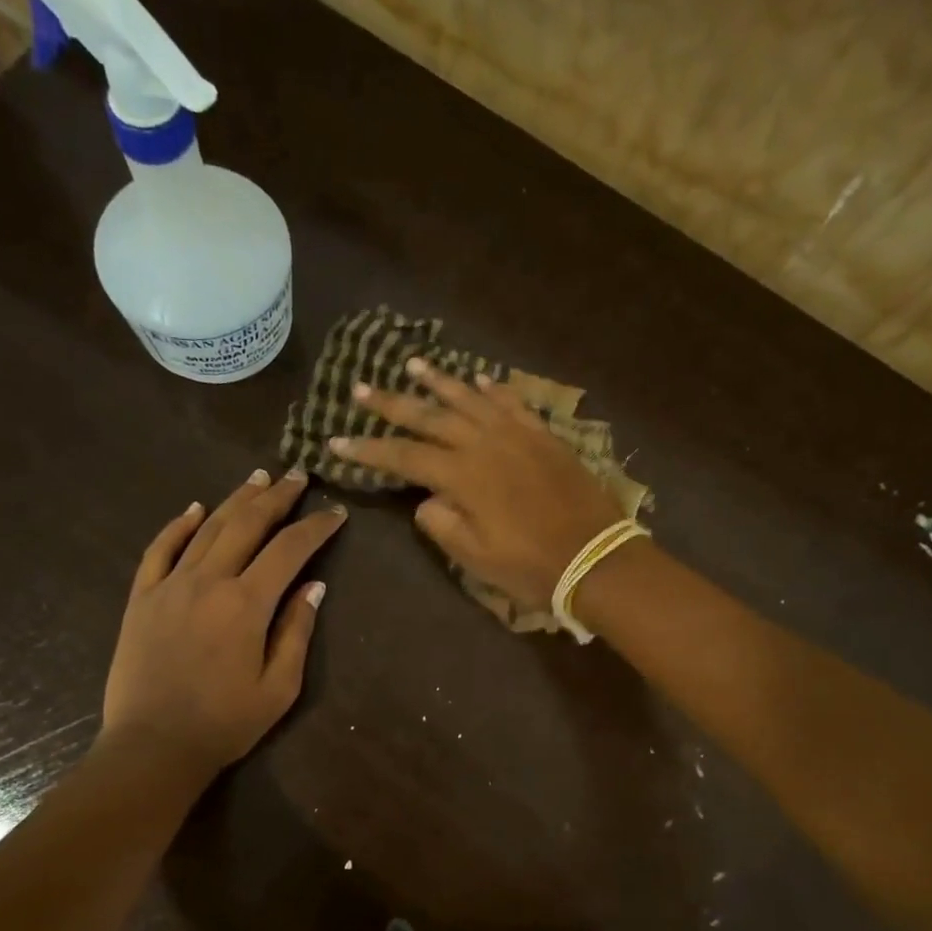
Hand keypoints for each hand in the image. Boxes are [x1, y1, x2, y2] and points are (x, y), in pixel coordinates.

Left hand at [99, 467, 345, 774]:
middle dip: (277, 497)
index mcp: (246, 604)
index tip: (335, 513)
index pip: (289, 549)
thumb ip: (296, 631)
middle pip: (247, 524)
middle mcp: (208, 582)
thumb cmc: (225, 723)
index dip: (316, 527)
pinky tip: (195, 509)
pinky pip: (159, 549)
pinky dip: (178, 525)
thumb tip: (313, 586)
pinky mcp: (141, 598)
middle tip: (297, 476)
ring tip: (257, 478)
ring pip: (207, 528)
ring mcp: (169, 585)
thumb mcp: (278, 687)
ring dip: (235, 500)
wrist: (152, 747)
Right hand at [329, 360, 624, 610]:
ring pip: (470, 399)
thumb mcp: (474, 557)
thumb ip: (441, 523)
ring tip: (411, 364)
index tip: (335, 440)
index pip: (403, 456)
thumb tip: (427, 499)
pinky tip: (479, 379)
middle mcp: (484, 444)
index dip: (367, 449)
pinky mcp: (544, 436)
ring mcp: (517, 435)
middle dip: (392, 403)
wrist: (596, 558)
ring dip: (439, 381)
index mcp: (463, 475)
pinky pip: (513, 403)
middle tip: (361, 387)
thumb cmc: (530, 566)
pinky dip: (493, 389)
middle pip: (430, 417)